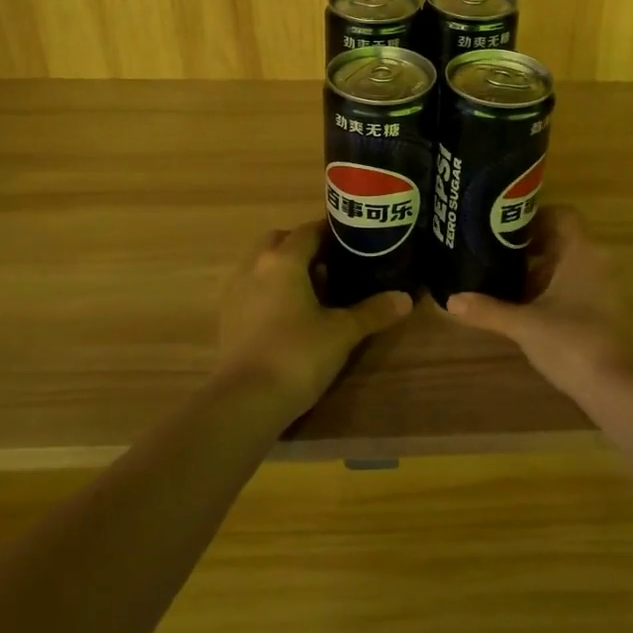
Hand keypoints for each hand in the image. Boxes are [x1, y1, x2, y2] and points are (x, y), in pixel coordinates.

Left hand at [215, 221, 411, 423]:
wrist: (244, 402)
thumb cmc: (297, 355)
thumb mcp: (342, 333)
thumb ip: (373, 311)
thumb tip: (405, 298)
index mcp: (283, 260)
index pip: (309, 230)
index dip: (332, 232)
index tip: (354, 240)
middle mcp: (254, 266)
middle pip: (280, 241)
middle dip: (304, 246)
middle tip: (333, 265)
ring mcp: (235, 292)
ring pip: (262, 264)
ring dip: (285, 268)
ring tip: (314, 291)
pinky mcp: (226, 317)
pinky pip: (251, 288)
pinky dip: (270, 290)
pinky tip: (289, 314)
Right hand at [446, 207, 632, 403]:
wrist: (620, 390)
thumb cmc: (572, 342)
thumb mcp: (524, 325)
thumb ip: (488, 310)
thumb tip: (451, 300)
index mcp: (582, 254)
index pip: (564, 215)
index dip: (536, 217)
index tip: (507, 230)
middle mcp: (599, 264)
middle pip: (564, 242)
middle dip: (532, 248)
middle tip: (498, 257)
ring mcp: (607, 291)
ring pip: (571, 268)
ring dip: (542, 274)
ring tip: (508, 287)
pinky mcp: (608, 316)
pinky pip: (579, 290)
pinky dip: (555, 294)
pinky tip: (531, 314)